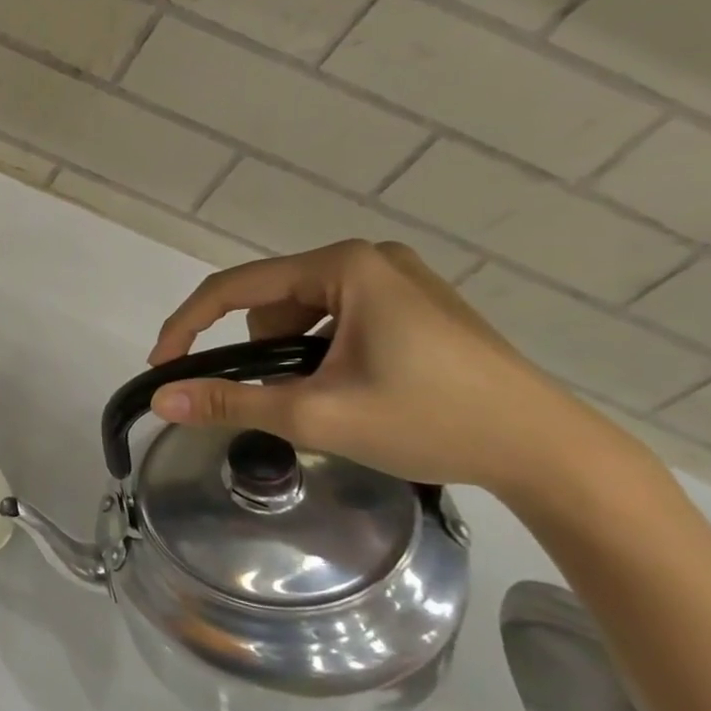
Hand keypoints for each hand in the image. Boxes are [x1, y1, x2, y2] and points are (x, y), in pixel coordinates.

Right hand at [146, 241, 635, 499]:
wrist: (550, 453)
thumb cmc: (430, 422)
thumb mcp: (316, 414)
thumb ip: (230, 402)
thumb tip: (161, 400)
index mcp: (344, 267)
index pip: (235, 288)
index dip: (187, 326)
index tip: (162, 366)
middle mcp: (369, 257)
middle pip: (272, 298)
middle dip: (257, 350)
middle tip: (275, 399)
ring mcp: (399, 276)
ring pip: (304, 309)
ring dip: (289, 351)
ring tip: (318, 398)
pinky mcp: (417, 302)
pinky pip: (338, 315)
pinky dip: (321, 348)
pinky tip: (348, 384)